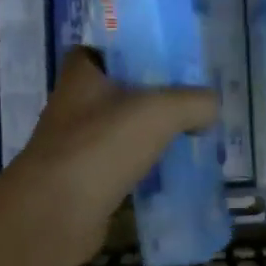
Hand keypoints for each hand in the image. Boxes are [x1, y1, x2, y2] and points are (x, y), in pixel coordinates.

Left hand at [0, 48, 218, 265]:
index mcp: (82, 75)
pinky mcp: (84, 184)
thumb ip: (194, 102)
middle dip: (151, 101)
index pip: (103, 51)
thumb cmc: (101, 147)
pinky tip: (172, 177)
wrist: (55, 214)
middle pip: (118, 95)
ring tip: (191, 141)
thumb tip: (211, 107)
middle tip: (191, 107)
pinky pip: (121, 170)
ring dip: (149, 139)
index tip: (167, 65)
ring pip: (120, 135)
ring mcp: (76, 148)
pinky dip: (143, 173)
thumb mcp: (160, 111)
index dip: (132, 53)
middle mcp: (73, 107)